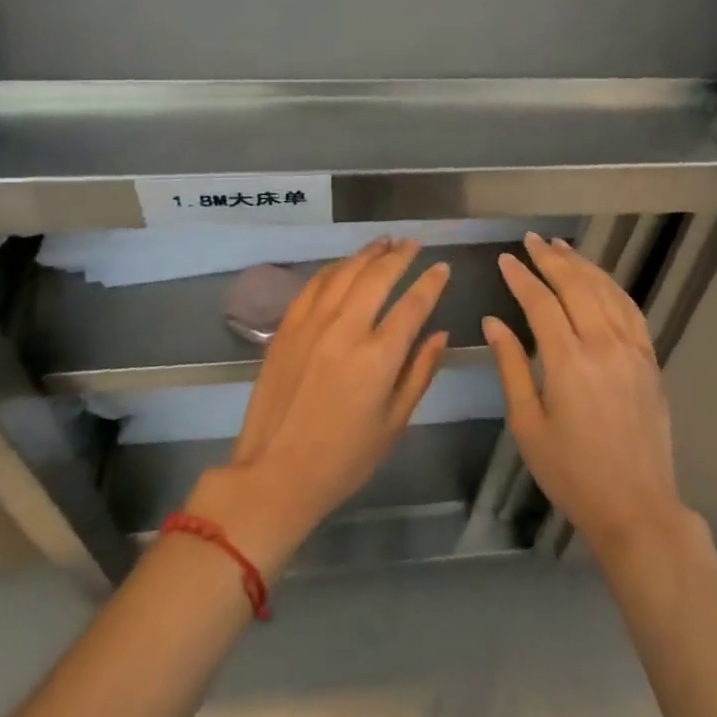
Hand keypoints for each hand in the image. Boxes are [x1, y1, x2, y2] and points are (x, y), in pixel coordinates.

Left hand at [184, 239, 448, 576]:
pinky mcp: (287, 327)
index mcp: (379, 357)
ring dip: (368, 253)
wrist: (274, 474)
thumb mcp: (394, 424)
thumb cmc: (344, 459)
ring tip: (385, 242)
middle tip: (414, 244)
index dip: (432, 282)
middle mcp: (346, 329)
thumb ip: (420, 372)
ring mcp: (312, 324)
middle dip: (401, 255)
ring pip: (345, 272)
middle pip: (378, 276)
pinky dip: (336, 268)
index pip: (413, 304)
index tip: (442, 268)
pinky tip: (346, 264)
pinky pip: (315, 284)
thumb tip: (440, 334)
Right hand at [484, 233, 692, 559]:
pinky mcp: (650, 359)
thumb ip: (510, 367)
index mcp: (568, 362)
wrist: (636, 506)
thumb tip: (493, 322)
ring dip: (582, 264)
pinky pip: (630, 309)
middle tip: (532, 240)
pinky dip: (612, 286)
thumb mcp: (528, 425)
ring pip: (605, 290)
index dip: (521, 277)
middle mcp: (603, 345)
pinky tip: (599, 278)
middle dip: (551, 258)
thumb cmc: (572, 472)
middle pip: (575, 285)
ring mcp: (632, 349)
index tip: (505, 259)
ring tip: (561, 246)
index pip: (541, 302)